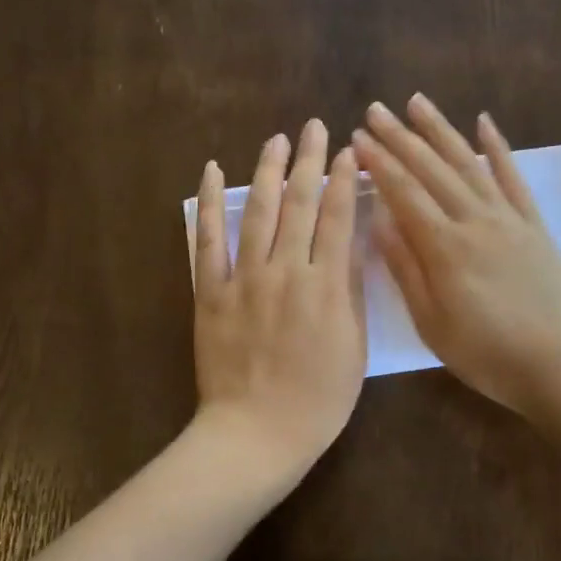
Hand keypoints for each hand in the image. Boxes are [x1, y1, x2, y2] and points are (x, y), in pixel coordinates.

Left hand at [192, 119, 365, 481]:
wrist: (256, 433)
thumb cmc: (318, 399)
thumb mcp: (353, 346)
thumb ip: (350, 288)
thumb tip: (352, 239)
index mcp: (325, 286)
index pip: (337, 218)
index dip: (344, 180)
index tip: (349, 152)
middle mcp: (285, 270)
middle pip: (299, 204)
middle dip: (309, 161)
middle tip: (315, 127)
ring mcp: (243, 279)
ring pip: (257, 212)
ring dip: (267, 171)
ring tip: (277, 140)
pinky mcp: (210, 292)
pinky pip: (207, 240)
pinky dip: (208, 204)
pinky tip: (211, 172)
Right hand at [354, 94, 560, 415]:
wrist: (558, 366)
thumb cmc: (484, 353)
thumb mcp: (430, 322)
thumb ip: (404, 267)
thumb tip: (378, 220)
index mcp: (444, 247)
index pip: (403, 193)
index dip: (379, 163)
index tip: (357, 138)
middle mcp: (475, 220)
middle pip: (432, 169)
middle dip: (400, 137)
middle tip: (375, 110)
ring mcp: (508, 219)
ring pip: (468, 163)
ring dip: (440, 130)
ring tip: (417, 102)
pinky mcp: (534, 226)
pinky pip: (514, 178)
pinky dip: (498, 148)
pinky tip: (484, 122)